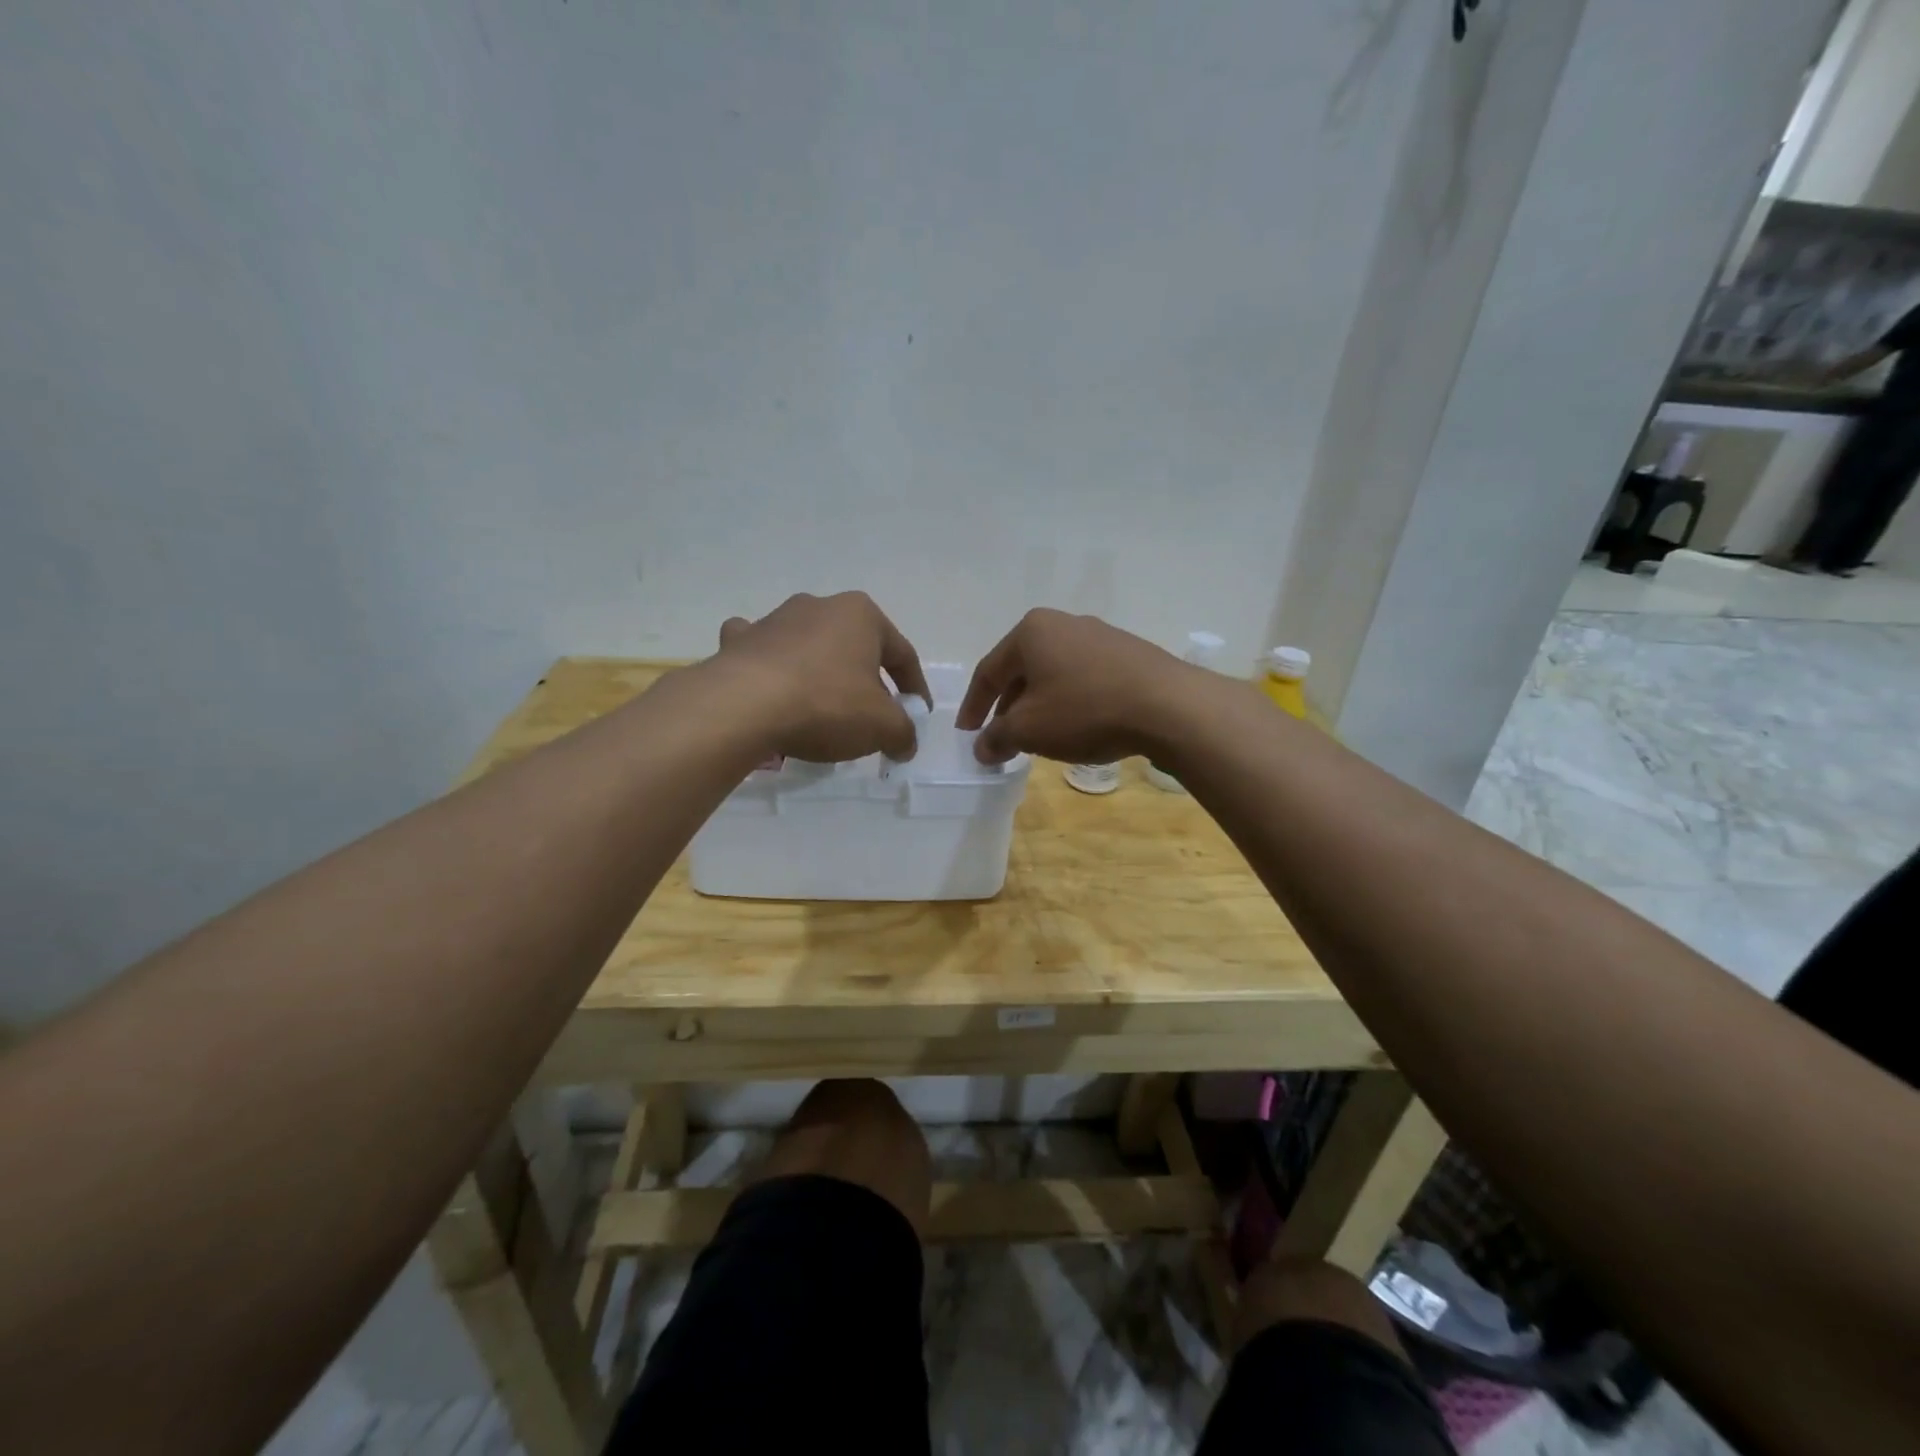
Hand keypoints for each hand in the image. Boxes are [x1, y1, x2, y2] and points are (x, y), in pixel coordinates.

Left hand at [714, 592, 931, 762]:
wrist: (743, 706)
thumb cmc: (826, 704)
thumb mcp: (883, 726)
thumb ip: (904, 733)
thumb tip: (905, 744)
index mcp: (861, 615)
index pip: (902, 654)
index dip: (914, 688)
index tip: (916, 715)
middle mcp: (819, 606)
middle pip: (855, 648)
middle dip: (867, 680)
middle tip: (871, 717)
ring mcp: (774, 620)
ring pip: (810, 647)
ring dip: (821, 672)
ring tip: (822, 709)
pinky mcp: (739, 642)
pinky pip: (763, 653)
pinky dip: (770, 667)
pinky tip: (770, 687)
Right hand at [956, 609, 1186, 765]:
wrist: (1169, 706)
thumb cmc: (1085, 710)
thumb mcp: (1030, 730)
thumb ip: (997, 737)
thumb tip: (982, 748)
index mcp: (1031, 632)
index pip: (988, 671)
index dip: (973, 706)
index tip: (966, 734)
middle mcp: (1064, 624)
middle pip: (1022, 669)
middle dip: (1008, 706)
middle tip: (1002, 737)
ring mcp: (1100, 636)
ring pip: (1055, 674)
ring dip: (1040, 705)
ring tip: (1039, 735)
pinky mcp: (1129, 654)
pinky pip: (1085, 678)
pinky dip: (1071, 701)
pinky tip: (1078, 726)